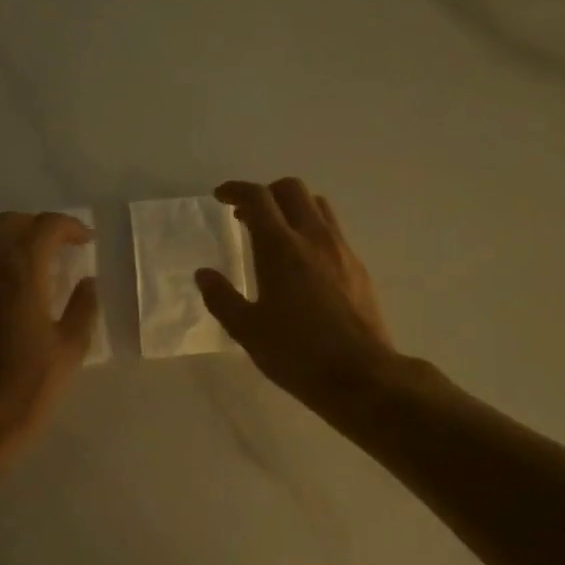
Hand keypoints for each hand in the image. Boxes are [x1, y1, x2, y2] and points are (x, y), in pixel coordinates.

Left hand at [0, 211, 99, 456]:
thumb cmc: (30, 385)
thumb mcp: (70, 348)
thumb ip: (83, 307)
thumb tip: (88, 281)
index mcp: (22, 273)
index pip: (46, 227)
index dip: (69, 226)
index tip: (86, 241)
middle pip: (8, 222)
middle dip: (36, 225)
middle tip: (57, 245)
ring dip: (5, 240)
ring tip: (24, 261)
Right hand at [196, 178, 400, 411]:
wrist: (360, 375)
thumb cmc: (296, 353)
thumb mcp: (247, 330)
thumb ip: (221, 298)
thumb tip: (204, 274)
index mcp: (280, 248)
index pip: (258, 198)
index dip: (236, 190)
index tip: (221, 197)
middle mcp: (313, 238)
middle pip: (291, 189)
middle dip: (265, 193)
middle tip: (246, 215)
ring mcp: (341, 250)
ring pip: (317, 206)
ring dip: (292, 207)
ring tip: (276, 232)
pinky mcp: (358, 267)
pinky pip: (333, 231)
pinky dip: (312, 229)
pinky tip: (303, 261)